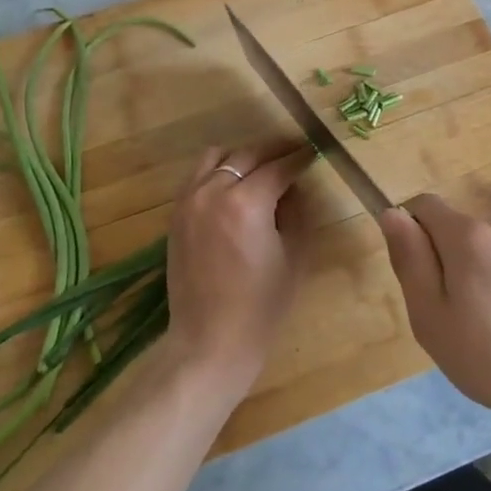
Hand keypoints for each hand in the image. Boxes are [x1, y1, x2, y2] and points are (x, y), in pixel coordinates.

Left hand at [163, 144, 315, 402]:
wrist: (210, 340)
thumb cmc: (262, 305)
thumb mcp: (294, 255)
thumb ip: (296, 210)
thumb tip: (294, 186)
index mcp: (247, 202)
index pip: (279, 166)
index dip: (300, 157)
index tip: (315, 151)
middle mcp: (213, 191)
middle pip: (247, 154)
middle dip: (275, 150)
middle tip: (295, 151)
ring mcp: (189, 201)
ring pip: (216, 157)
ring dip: (242, 156)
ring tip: (262, 166)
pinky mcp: (176, 215)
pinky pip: (197, 176)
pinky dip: (218, 171)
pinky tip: (234, 184)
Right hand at [379, 194, 490, 425]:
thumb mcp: (431, 314)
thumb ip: (410, 260)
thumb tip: (393, 213)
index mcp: (469, 235)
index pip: (425, 205)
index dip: (409, 232)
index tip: (413, 278)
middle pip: (454, 233)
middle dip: (440, 265)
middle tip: (443, 318)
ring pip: (481, 257)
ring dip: (469, 283)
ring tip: (477, 336)